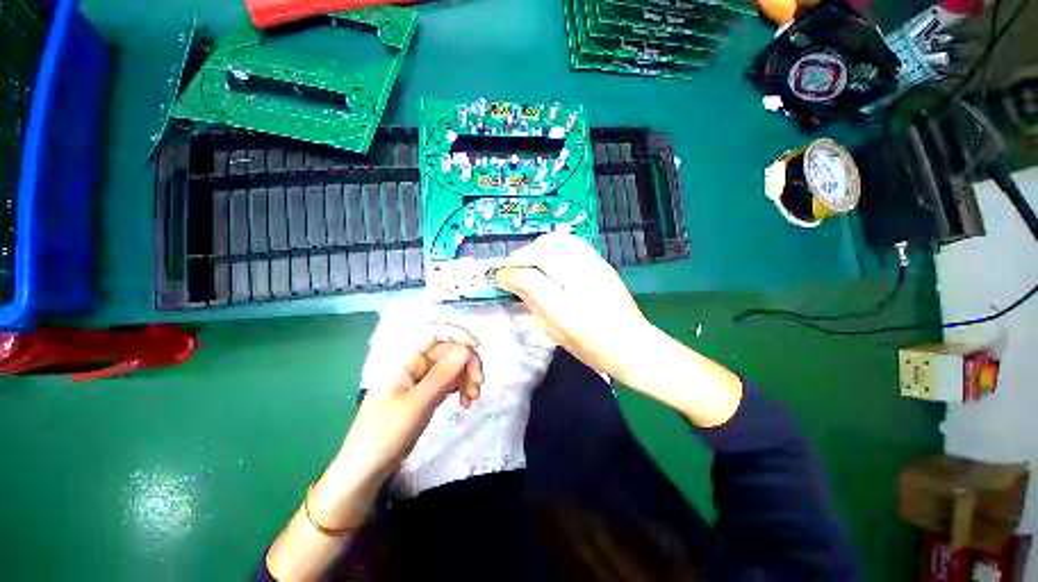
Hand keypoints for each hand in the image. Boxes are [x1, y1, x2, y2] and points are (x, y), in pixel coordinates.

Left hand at [338, 324, 483, 484]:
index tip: (477, 347)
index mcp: (406, 360)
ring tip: (473, 398)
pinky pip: (449, 383)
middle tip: (479, 384)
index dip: (457, 334)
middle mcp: (415, 365)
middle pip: (448, 351)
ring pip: (452, 367)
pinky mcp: (427, 395)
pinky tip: (465, 403)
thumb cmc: (385, 434)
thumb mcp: (417, 403)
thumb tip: (466, 349)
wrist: (366, 470)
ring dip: (467, 377)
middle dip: (467, 363)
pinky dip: (461, 388)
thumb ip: (442, 375)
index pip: (434, 334)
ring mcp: (421, 381)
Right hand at [494, 233, 653, 383]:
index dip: (510, 275)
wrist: (634, 345)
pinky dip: (553, 244)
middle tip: (510, 267)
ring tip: (527, 258)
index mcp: (569, 311)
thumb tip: (514, 283)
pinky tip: (547, 255)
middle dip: (520, 256)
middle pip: (543, 253)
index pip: (532, 279)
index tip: (500, 277)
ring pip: (557, 241)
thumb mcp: (556, 334)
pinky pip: (572, 242)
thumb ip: (534, 305)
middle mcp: (582, 284)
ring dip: (535, 246)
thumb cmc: (593, 349)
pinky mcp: (602, 263)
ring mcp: (595, 269)